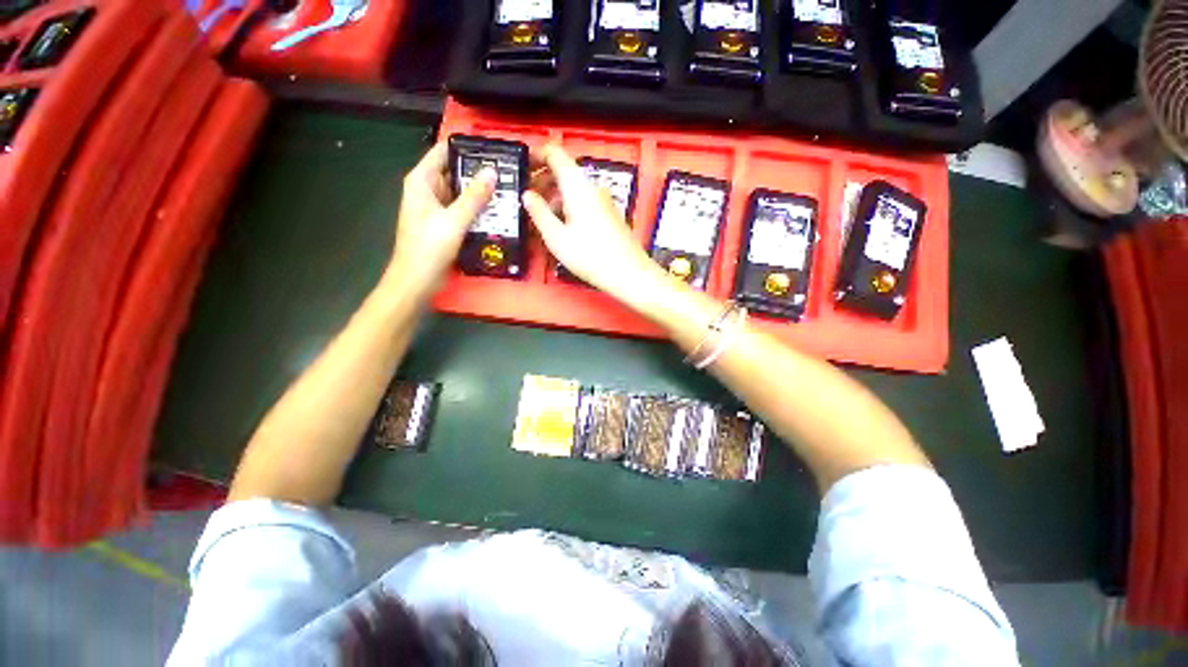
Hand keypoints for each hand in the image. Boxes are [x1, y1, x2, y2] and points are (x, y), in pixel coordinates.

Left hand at [386, 142, 495, 300]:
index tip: (493, 148)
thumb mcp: (454, 220)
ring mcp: (438, 207)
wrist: (417, 280)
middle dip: (479, 171)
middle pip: (455, 171)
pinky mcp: (446, 223)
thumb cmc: (429, 248)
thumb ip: (474, 197)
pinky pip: (464, 209)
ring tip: (508, 188)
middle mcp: (429, 189)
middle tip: (508, 170)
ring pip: (462, 192)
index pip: (444, 151)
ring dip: (481, 191)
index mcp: (422, 181)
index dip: (467, 147)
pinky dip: (478, 208)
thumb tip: (493, 172)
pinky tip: (498, 210)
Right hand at [523, 144, 663, 299]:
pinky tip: (561, 225)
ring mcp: (603, 200)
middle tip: (527, 198)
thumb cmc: (590, 255)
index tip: (522, 167)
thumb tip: (527, 195)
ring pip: (574, 187)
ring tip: (540, 216)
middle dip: (542, 179)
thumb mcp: (556, 237)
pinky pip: (584, 200)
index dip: (536, 155)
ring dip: (554, 195)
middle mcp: (592, 186)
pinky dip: (568, 205)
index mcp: (577, 185)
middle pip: (564, 171)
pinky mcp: (609, 213)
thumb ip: (539, 212)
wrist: (628, 272)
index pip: (555, 153)